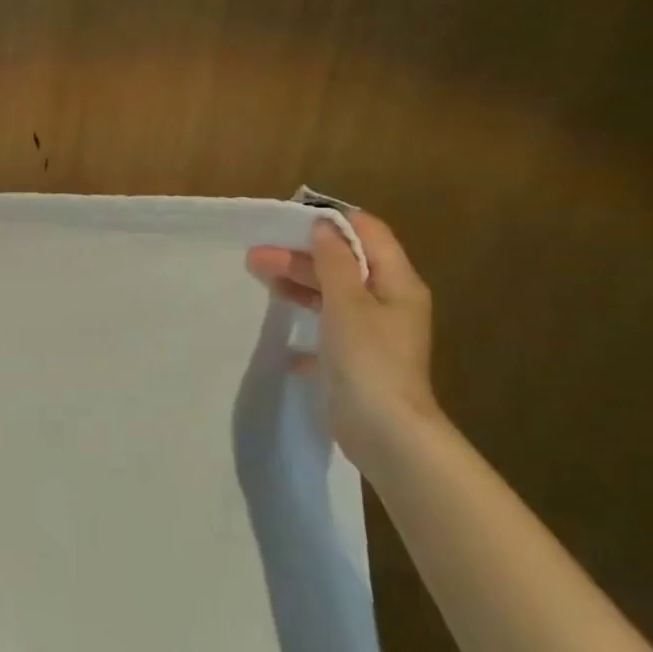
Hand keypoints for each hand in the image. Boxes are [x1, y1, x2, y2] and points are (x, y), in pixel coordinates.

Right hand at [246, 211, 441, 459]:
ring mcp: (371, 334)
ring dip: (299, 285)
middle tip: (256, 256)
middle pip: (344, 266)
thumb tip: (323, 225)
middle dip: (302, 256)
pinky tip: (285, 339)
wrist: (384, 430)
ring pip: (332, 296)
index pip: (369, 234)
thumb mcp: (347, 302)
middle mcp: (387, 303)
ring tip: (260, 280)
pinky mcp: (355, 361)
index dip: (333, 223)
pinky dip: (306, 326)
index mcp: (397, 283)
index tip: (290, 221)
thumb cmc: (368, 358)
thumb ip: (333, 261)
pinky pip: (326, 332)